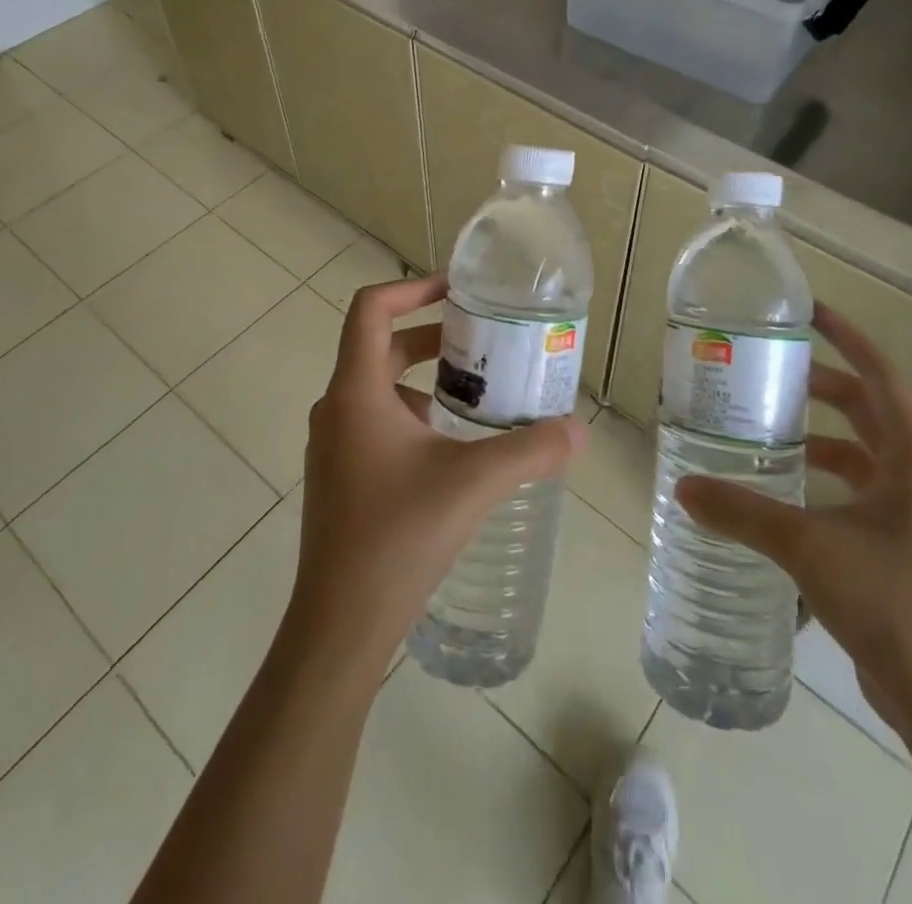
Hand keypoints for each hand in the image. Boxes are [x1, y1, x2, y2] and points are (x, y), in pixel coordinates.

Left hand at [286, 272, 587, 676]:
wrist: (339, 624)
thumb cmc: (398, 536)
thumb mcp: (473, 483)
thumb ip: (530, 450)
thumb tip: (579, 431)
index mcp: (356, 392)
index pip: (370, 308)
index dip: (411, 287)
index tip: (456, 288)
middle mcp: (336, 408)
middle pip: (379, 346)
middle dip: (430, 335)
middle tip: (481, 340)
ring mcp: (332, 445)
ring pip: (378, 388)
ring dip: (423, 379)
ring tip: (475, 394)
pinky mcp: (339, 476)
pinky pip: (375, 423)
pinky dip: (412, 416)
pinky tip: (451, 449)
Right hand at [675, 303, 911, 735]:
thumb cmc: (895, 604)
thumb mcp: (809, 548)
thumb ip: (743, 511)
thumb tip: (683, 487)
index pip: (879, 374)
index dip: (845, 336)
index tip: (806, 311)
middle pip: (869, 408)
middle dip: (822, 384)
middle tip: (767, 370)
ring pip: (863, 452)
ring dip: (820, 434)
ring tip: (766, 426)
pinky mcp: (904, 546)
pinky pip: (859, 490)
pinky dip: (824, 478)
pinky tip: (783, 491)